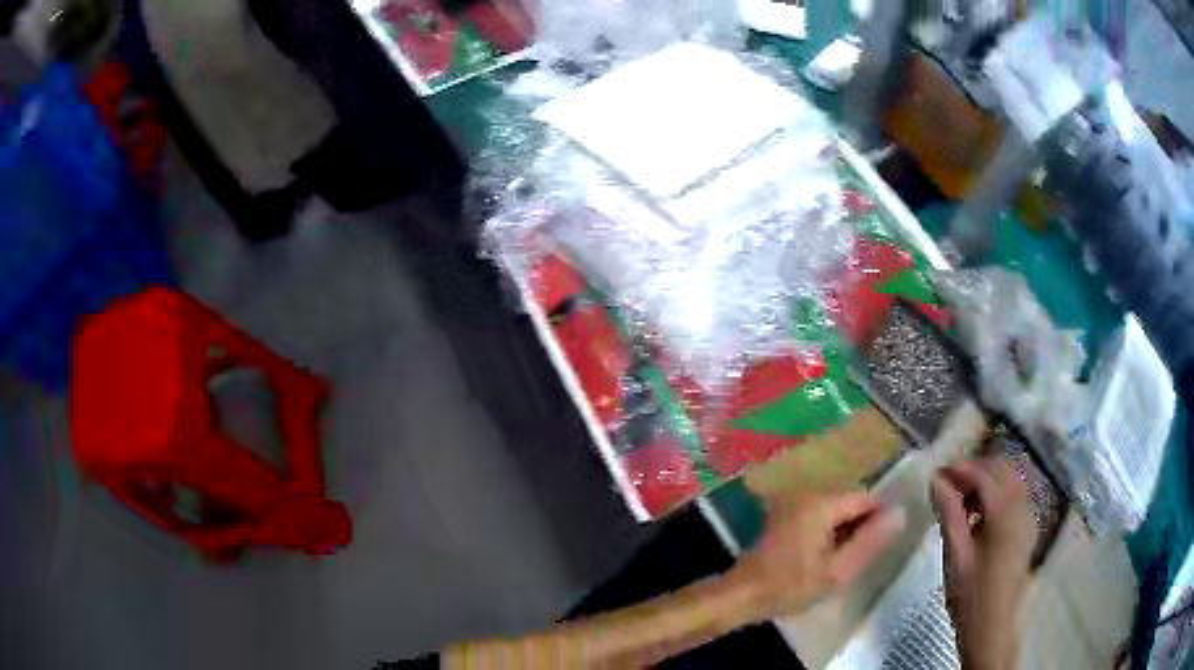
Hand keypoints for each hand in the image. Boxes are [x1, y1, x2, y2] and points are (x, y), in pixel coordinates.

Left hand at [726, 491, 905, 622]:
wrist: (742, 595)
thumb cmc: (790, 586)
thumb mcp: (837, 570)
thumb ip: (870, 541)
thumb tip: (901, 514)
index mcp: (821, 502)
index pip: (866, 498)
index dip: (880, 518)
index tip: (886, 544)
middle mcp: (808, 494)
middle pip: (850, 502)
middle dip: (862, 526)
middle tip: (865, 556)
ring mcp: (794, 504)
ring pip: (835, 511)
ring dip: (846, 531)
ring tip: (847, 559)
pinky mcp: (785, 517)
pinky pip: (819, 517)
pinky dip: (829, 533)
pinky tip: (827, 557)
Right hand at [931, 458, 1035, 669]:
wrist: (993, 627)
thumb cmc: (970, 595)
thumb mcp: (955, 555)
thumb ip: (949, 513)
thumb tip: (936, 480)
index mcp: (1004, 511)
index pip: (982, 474)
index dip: (959, 469)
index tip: (935, 473)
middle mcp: (1021, 505)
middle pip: (1000, 469)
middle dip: (974, 470)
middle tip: (946, 486)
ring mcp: (1028, 515)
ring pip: (1009, 480)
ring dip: (986, 481)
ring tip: (960, 501)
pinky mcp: (1028, 528)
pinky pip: (1015, 495)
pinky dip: (997, 494)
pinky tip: (979, 516)